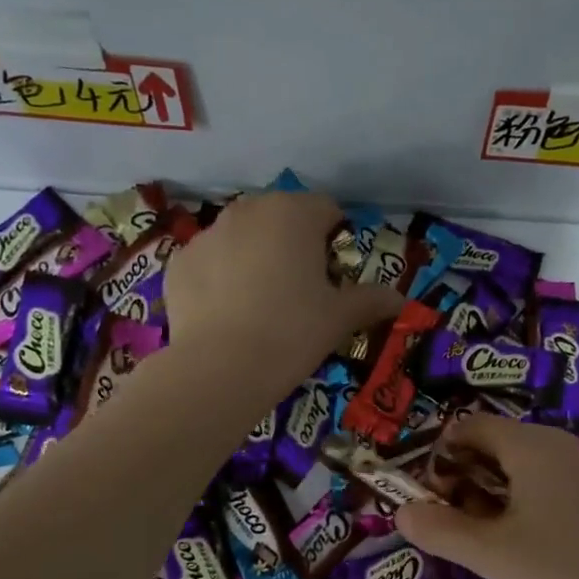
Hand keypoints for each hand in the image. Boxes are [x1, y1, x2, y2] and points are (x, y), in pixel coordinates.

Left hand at [164, 192, 400, 395]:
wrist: (221, 369)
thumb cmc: (292, 333)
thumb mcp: (340, 318)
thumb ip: (371, 300)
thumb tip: (400, 299)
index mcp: (293, 213)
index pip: (326, 209)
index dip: (336, 240)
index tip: (336, 276)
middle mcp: (248, 211)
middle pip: (281, 218)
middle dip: (294, 245)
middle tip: (300, 290)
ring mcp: (207, 234)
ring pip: (242, 237)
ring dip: (256, 257)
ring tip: (261, 304)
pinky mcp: (179, 262)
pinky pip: (210, 262)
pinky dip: (221, 278)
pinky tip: (227, 314)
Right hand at [396, 415, 578, 578]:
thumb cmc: (564, 574)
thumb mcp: (491, 554)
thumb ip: (439, 529)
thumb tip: (402, 511)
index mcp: (533, 445)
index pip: (470, 426)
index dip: (441, 456)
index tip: (432, 498)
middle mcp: (560, 445)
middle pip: (496, 443)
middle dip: (464, 477)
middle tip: (453, 523)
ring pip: (522, 465)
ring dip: (491, 493)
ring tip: (484, 539)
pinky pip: (548, 483)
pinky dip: (522, 502)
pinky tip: (523, 545)